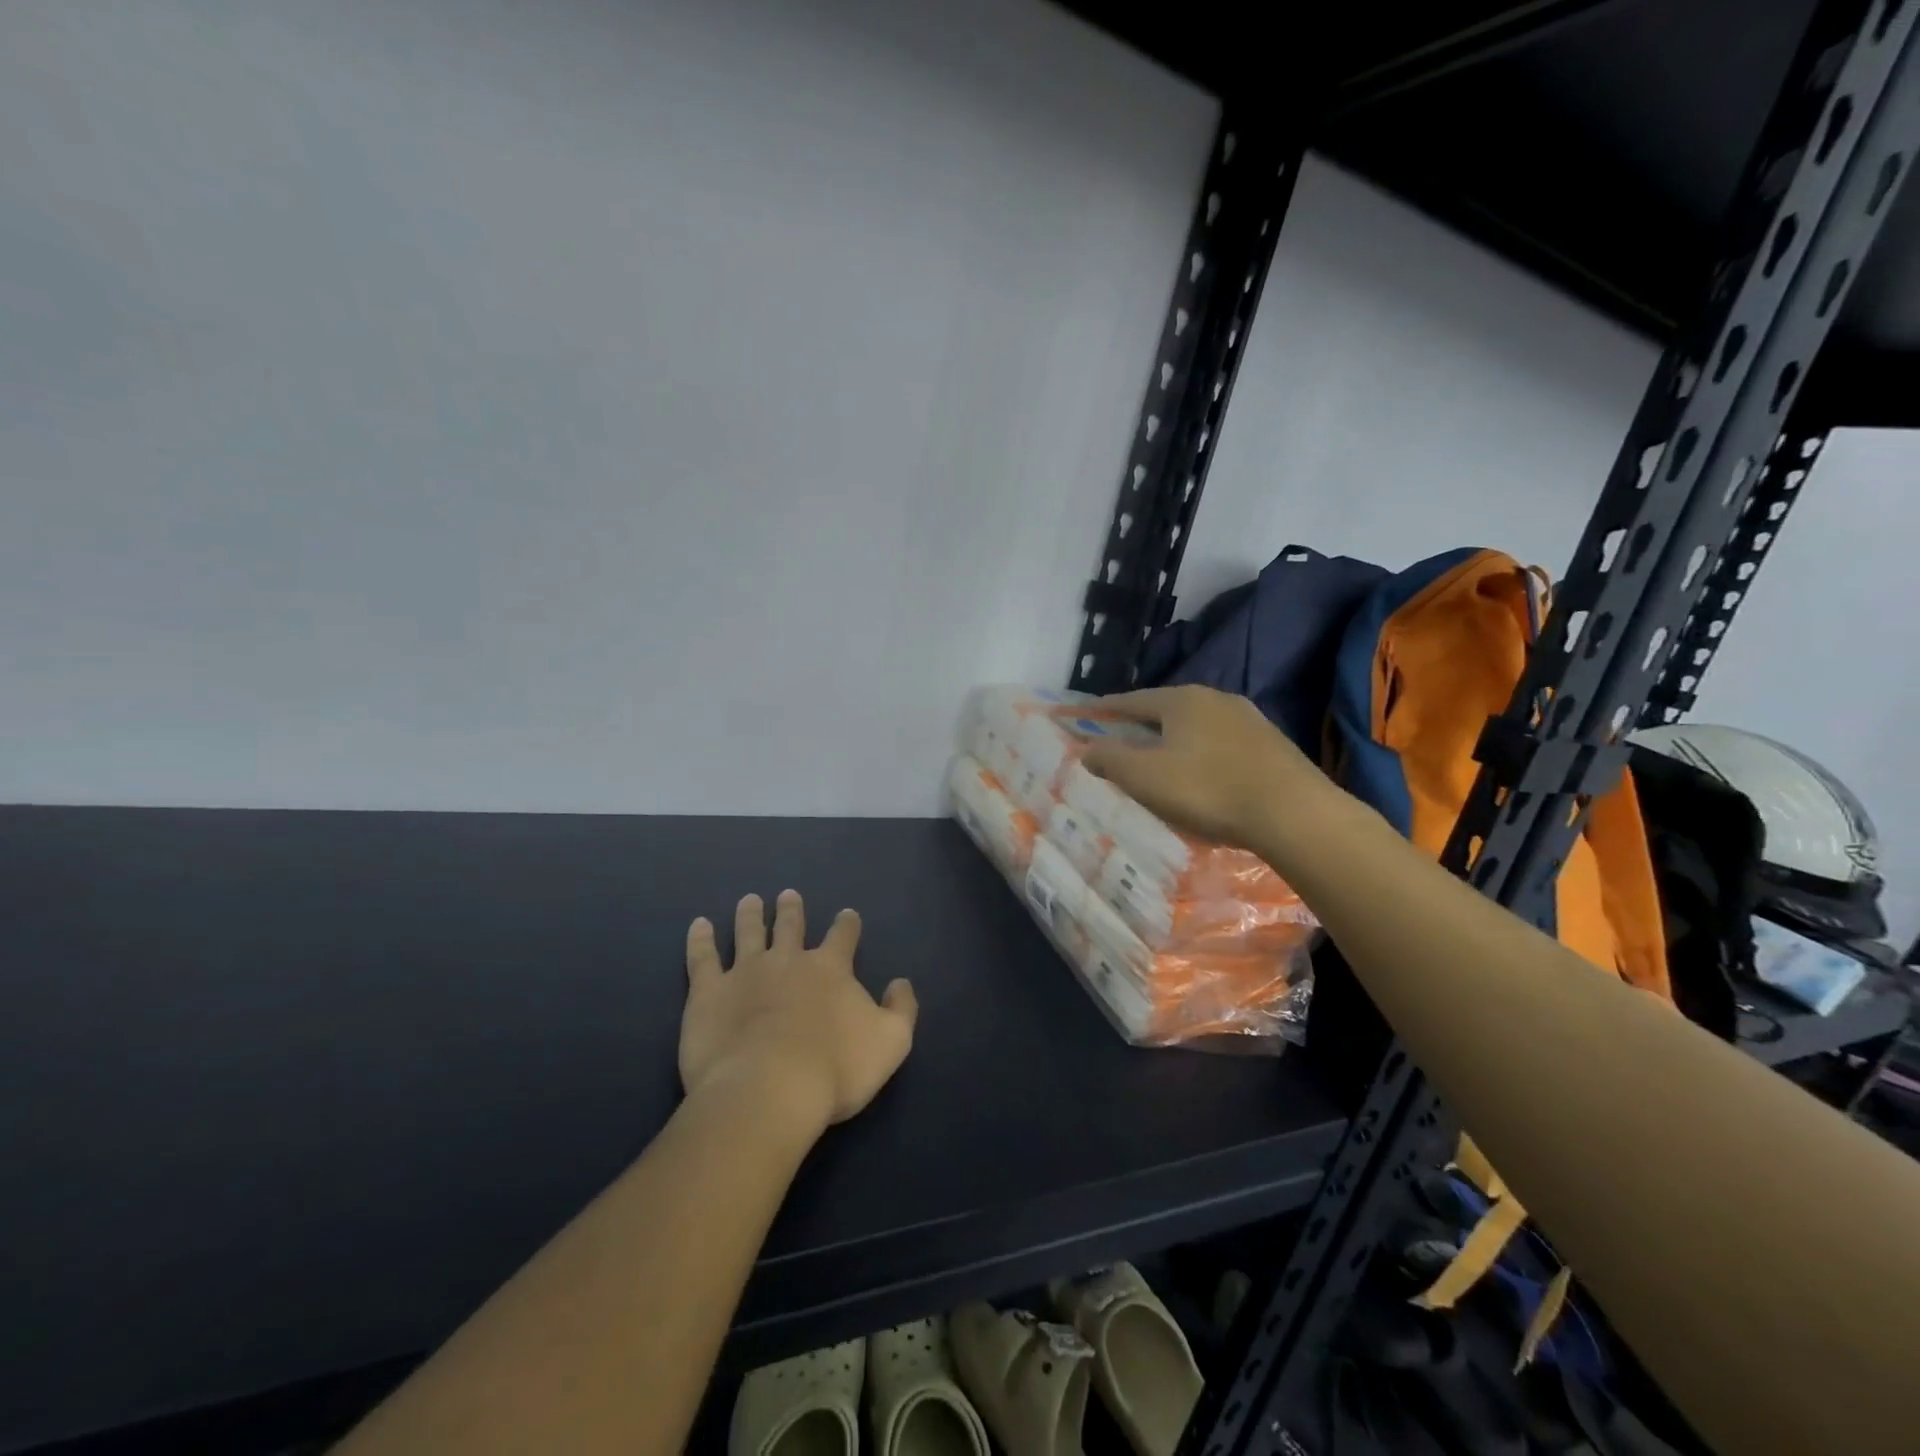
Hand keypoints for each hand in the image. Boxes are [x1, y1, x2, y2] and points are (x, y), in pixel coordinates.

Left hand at [680, 891, 916, 1134]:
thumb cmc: (835, 1069)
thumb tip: (900, 983)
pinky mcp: (708, 993)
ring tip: (749, 900)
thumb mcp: (892, 1042)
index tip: (847, 914)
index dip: (846, 924)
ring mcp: (745, 972)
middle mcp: (788, 960)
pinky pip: (702, 958)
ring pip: (749, 932)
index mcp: (831, 969)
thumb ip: (901, 1009)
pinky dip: (700, 939)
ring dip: (750, 915)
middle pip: (791, 926)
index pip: (843, 936)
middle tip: (788, 895)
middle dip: (792, 909)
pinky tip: (699, 925)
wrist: (769, 1090)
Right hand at [1077, 685, 1326, 849]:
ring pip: (1197, 727)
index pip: (1131, 700)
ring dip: (1174, 742)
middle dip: (1140, 726)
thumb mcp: (1145, 777)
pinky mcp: (1272, 745)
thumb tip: (1088, 748)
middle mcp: (1216, 699)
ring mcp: (1249, 720)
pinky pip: (1222, 745)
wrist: (1294, 814)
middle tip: (1120, 744)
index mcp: (1182, 700)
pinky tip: (1203, 777)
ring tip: (1161, 763)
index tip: (1085, 716)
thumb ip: (1110, 759)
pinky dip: (1202, 755)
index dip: (1104, 710)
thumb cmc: (1208, 790)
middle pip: (1166, 710)